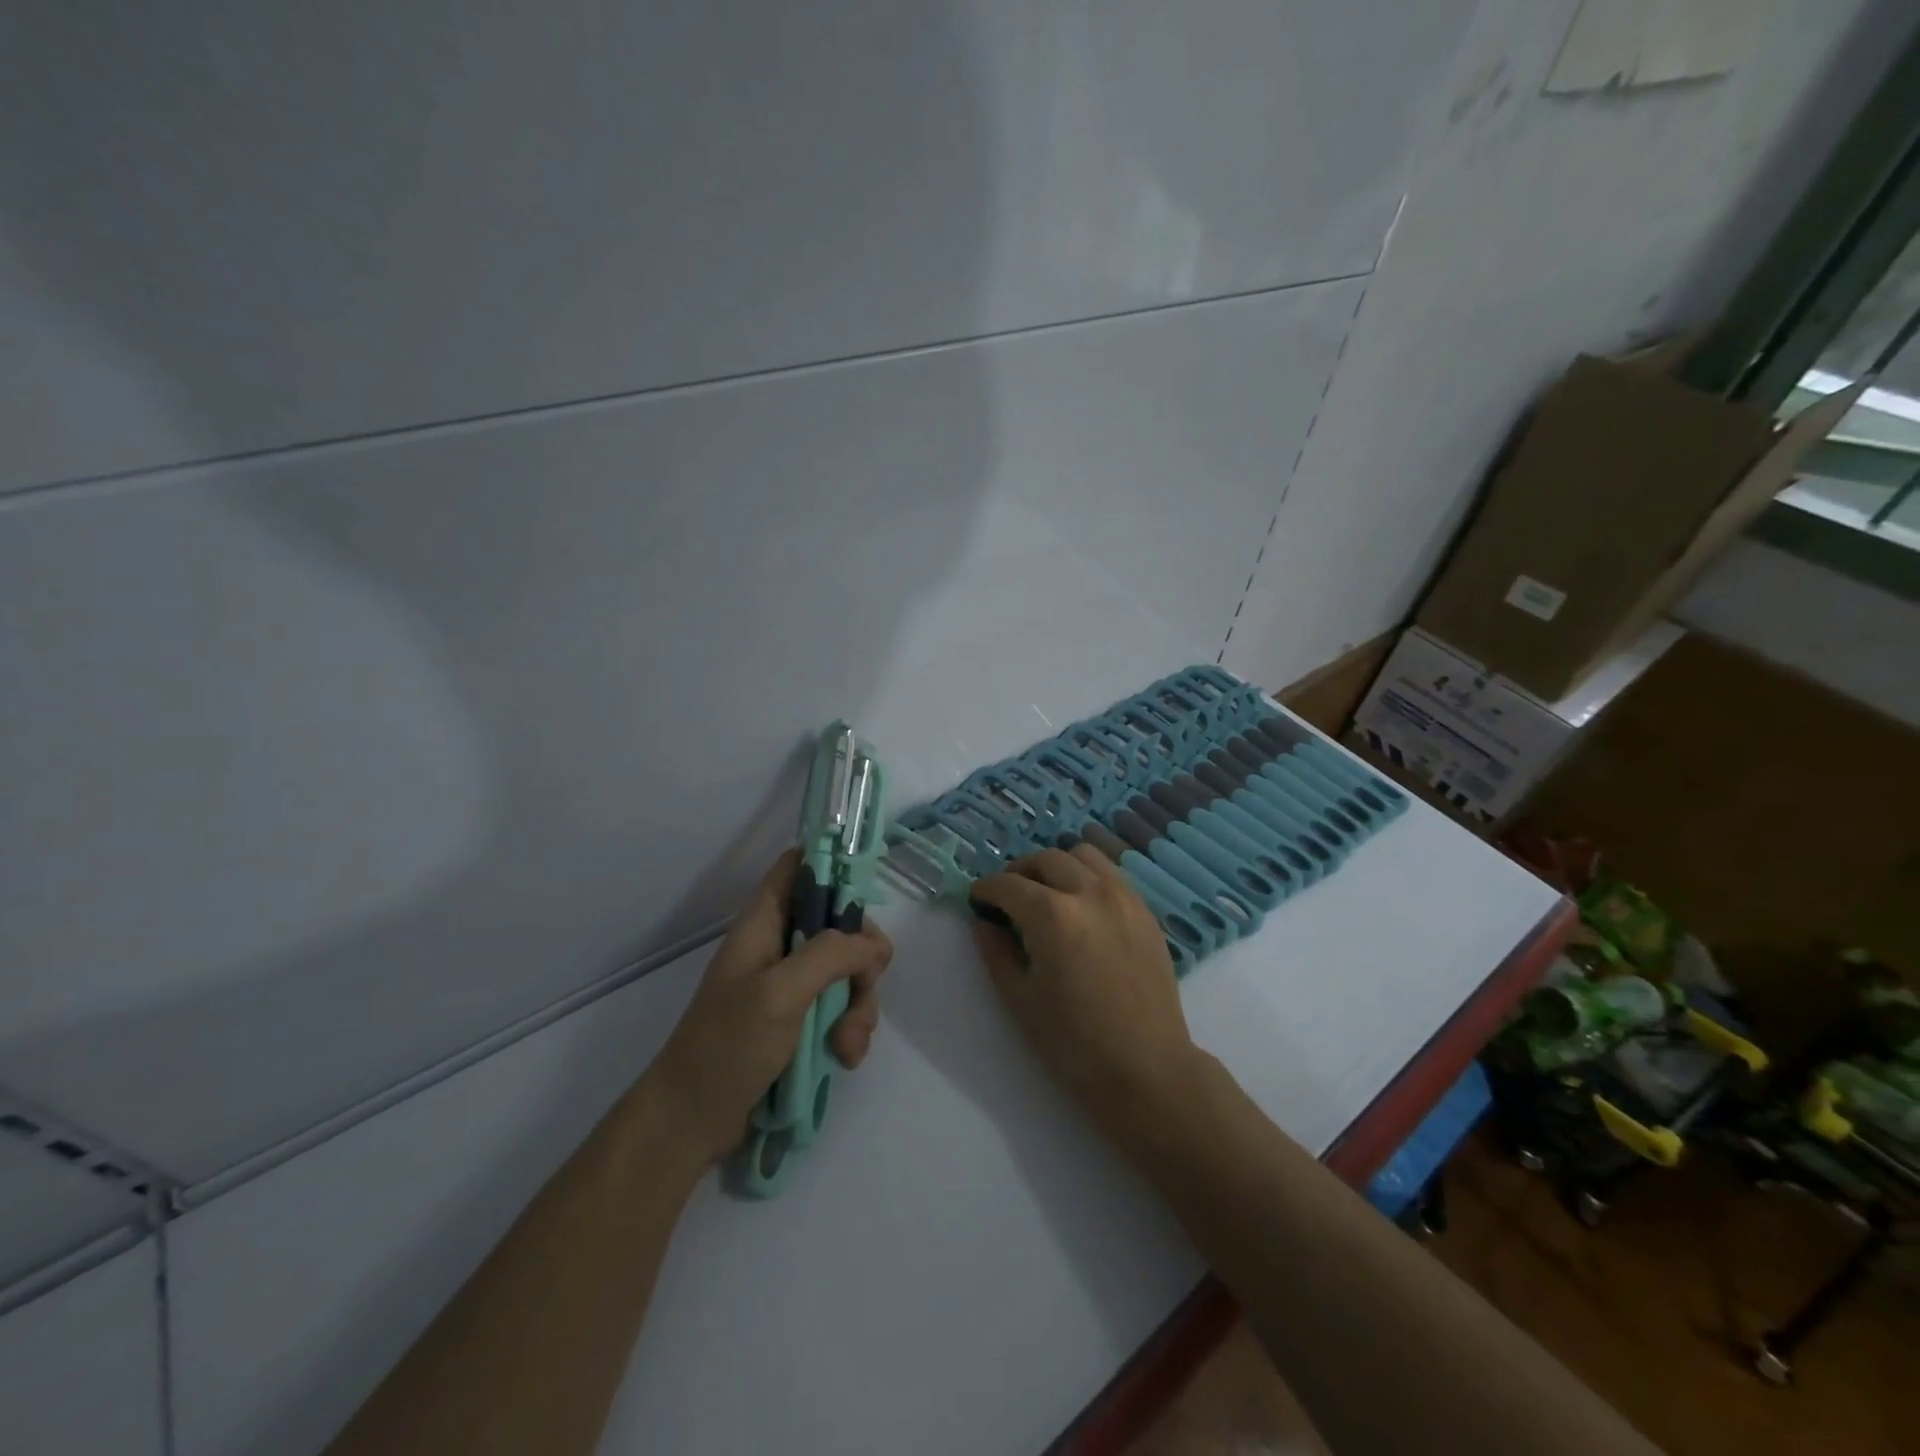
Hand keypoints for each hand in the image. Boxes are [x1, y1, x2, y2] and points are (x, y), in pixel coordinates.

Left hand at [642, 849, 892, 1167]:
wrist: (691, 1121)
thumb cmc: (727, 1045)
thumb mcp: (779, 992)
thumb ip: (830, 955)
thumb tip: (874, 946)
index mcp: (764, 922)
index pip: (798, 866)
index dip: (832, 865)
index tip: (865, 892)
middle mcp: (780, 945)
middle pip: (839, 923)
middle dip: (862, 957)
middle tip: (865, 986)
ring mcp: (791, 985)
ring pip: (848, 972)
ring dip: (859, 1005)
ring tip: (847, 1045)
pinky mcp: (800, 1021)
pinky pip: (841, 1009)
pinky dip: (850, 1030)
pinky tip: (844, 1057)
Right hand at [970, 846, 1201, 1136]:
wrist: (1147, 1069)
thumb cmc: (1074, 1043)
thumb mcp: (1019, 999)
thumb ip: (995, 951)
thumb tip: (983, 921)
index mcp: (1052, 915)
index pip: (1008, 885)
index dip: (985, 890)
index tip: (977, 900)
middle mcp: (1088, 892)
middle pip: (1045, 859)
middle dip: (1019, 872)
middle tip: (1007, 898)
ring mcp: (1123, 897)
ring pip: (1082, 855)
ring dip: (1056, 866)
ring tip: (1046, 894)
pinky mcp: (1144, 910)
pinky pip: (1110, 874)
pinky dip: (1087, 876)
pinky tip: (1080, 906)